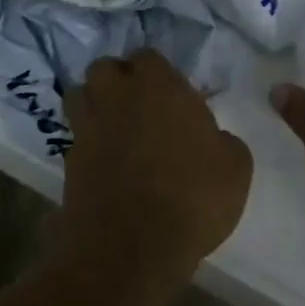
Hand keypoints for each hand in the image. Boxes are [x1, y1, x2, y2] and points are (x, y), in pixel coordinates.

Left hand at [58, 50, 251, 291]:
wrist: (131, 249)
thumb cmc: (193, 197)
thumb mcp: (235, 166)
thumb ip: (223, 140)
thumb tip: (213, 139)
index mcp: (159, 87)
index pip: (148, 56)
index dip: (158, 71)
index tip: (173, 93)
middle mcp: (117, 98)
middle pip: (104, 68)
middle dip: (119, 79)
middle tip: (141, 104)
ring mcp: (88, 130)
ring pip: (80, 96)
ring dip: (96, 104)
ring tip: (118, 126)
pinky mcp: (69, 164)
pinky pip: (77, 138)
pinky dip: (90, 143)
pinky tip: (109, 162)